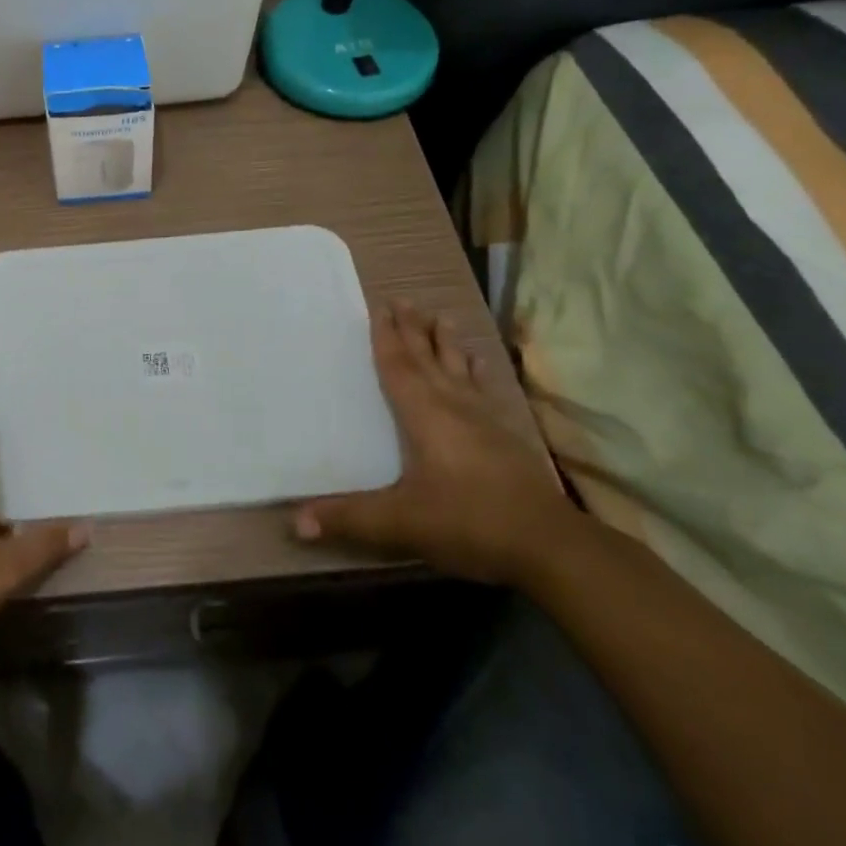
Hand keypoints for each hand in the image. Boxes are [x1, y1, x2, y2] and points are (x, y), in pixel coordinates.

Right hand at [292, 299, 575, 586]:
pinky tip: (479, 361)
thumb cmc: (469, 522)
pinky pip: (486, 389)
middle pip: (428, 358)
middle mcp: (453, 406)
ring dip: (445, 341)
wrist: (550, 546)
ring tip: (439, 315)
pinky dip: (478, 370)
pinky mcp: (507, 435)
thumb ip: (349, 518)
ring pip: (459, 368)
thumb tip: (295, 522)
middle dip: (412, 329)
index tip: (379, 307)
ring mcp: (485, 419)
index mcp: (424, 415)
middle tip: (403, 299)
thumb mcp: (401, 523)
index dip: (386, 337)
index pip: (399, 367)